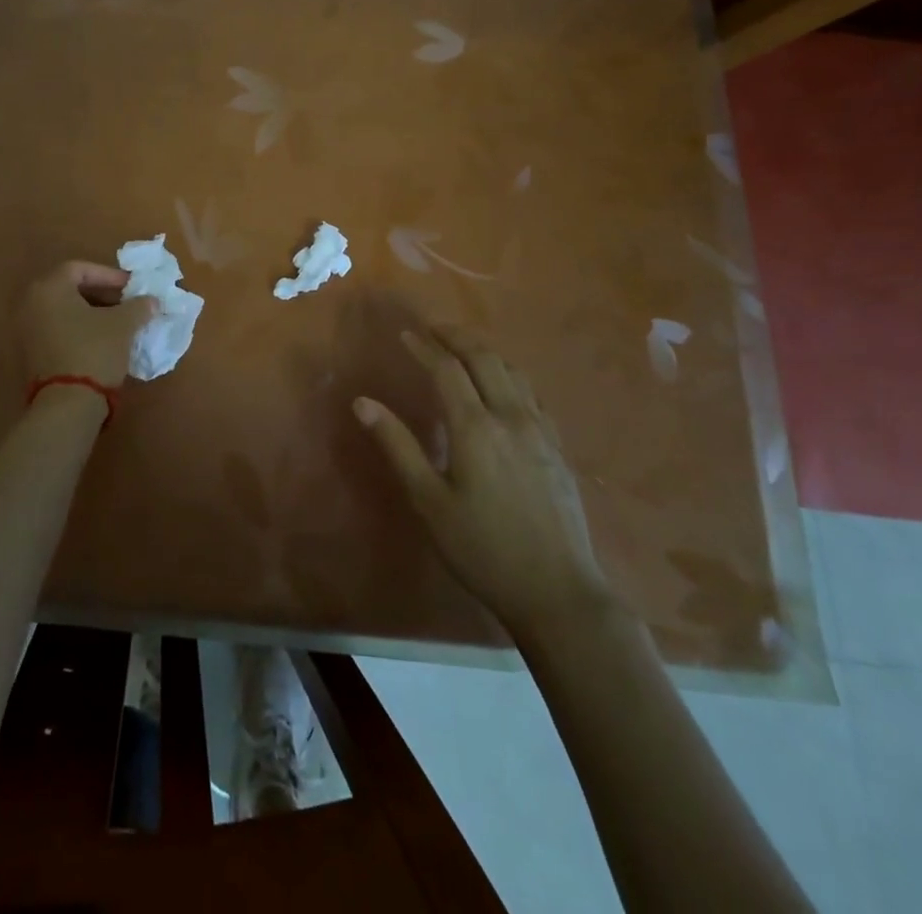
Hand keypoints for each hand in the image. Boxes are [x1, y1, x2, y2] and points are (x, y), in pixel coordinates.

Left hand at [18, 260, 155, 388]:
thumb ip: (138, 306)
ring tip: (119, 324)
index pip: (80, 268)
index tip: (132, 287)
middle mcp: (30, 304)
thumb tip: (151, 301)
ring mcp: (26, 331)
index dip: (109, 275)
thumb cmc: (94, 351)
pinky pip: (57, 330)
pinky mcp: (30, 354)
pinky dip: (79, 330)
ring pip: (64, 311)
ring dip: (92, 313)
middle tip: (127, 304)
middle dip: (102, 294)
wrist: (67, 404)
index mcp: (48, 288)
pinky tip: (102, 342)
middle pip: (69, 289)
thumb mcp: (123, 325)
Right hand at [354, 325, 612, 628]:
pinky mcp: (558, 447)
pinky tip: (502, 387)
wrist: (557, 592)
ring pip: (513, 371)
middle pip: (485, 358)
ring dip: (485, 351)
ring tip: (463, 348)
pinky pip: (532, 393)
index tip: (405, 334)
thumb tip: (362, 402)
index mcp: (475, 427)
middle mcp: (511, 416)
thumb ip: (397, 446)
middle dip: (457, 337)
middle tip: (433, 328)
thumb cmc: (482, 548)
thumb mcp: (429, 501)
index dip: (424, 347)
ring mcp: (541, 430)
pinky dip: (509, 374)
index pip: (446, 369)